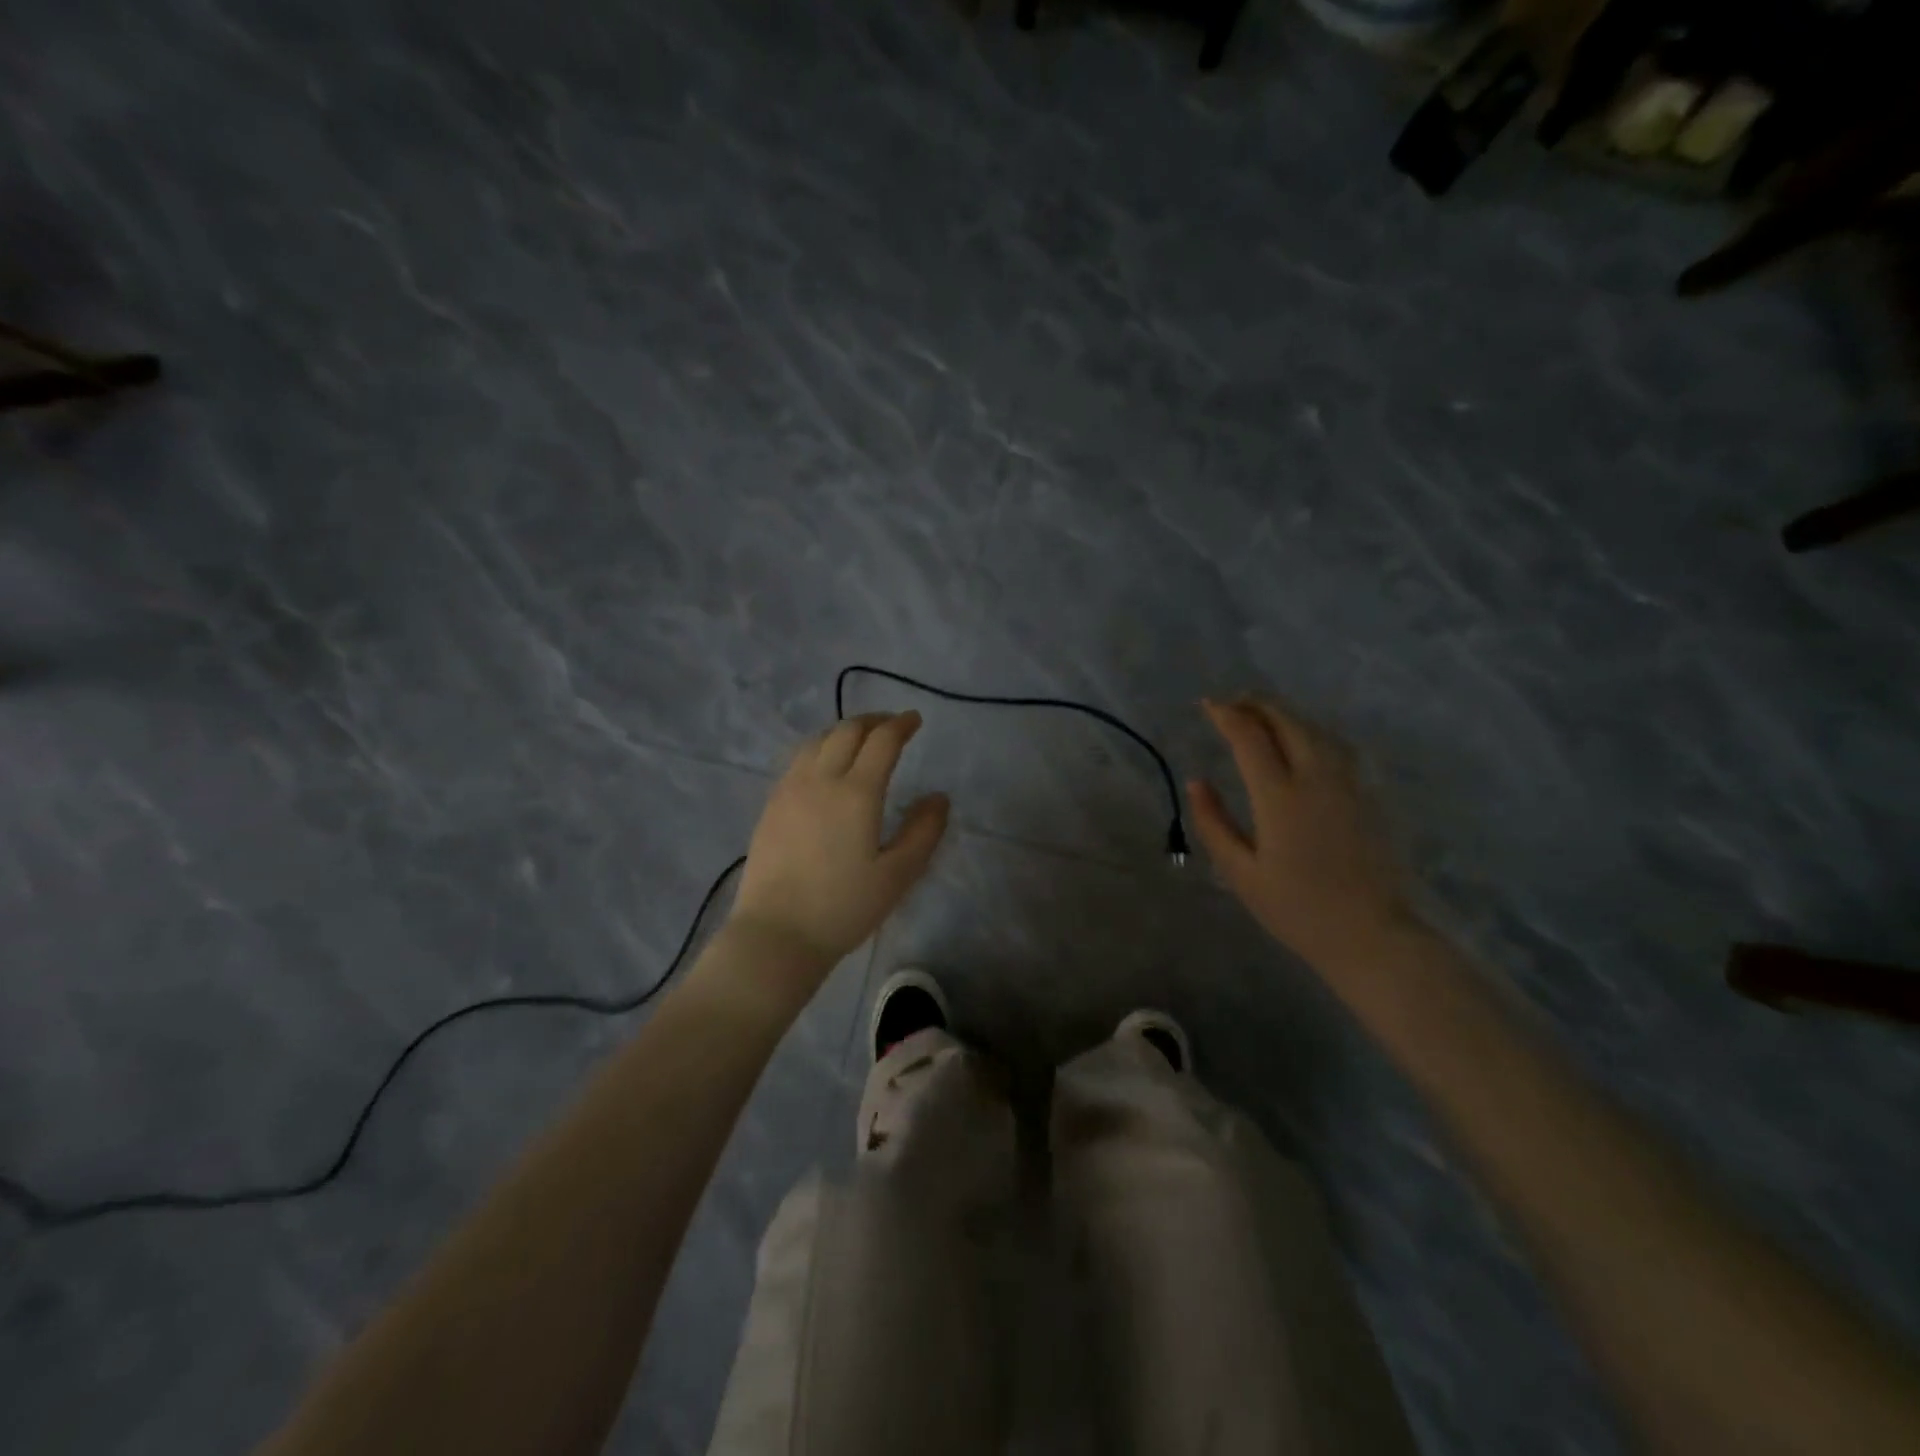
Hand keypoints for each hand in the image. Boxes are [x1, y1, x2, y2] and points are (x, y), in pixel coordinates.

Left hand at [726, 711, 949, 991]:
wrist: (776, 934)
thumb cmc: (843, 908)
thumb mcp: (897, 875)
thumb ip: (923, 832)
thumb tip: (939, 797)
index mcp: (856, 793)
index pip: (881, 741)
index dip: (901, 725)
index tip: (915, 720)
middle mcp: (820, 780)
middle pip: (847, 731)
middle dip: (873, 721)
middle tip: (892, 726)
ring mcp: (790, 790)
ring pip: (818, 741)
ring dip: (844, 731)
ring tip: (860, 739)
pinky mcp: (771, 805)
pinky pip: (798, 759)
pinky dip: (820, 748)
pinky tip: (825, 765)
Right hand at [1189, 696, 1413, 967]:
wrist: (1370, 934)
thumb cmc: (1297, 909)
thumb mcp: (1241, 873)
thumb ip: (1214, 823)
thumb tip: (1197, 783)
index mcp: (1280, 797)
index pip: (1250, 737)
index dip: (1226, 715)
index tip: (1207, 705)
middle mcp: (1316, 778)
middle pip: (1287, 721)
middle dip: (1256, 705)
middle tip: (1232, 704)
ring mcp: (1347, 784)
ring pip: (1315, 729)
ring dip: (1284, 714)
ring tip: (1261, 715)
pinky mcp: (1365, 795)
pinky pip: (1335, 746)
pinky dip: (1309, 731)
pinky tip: (1300, 740)